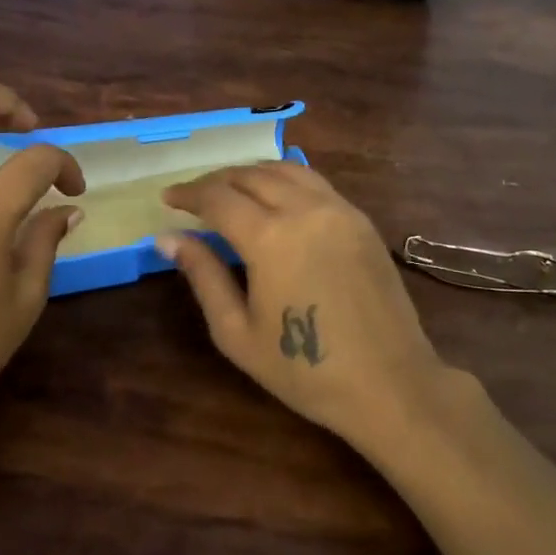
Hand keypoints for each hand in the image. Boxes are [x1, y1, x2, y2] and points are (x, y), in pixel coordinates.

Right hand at [156, 162, 448, 448]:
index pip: (218, 198)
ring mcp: (338, 210)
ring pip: (286, 170)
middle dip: (216, 180)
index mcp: (270, 237)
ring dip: (251, 173)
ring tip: (231, 190)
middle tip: (195, 197)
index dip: (188, 194)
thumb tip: (168, 238)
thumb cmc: (304, 369)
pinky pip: (315, 182)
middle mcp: (304, 209)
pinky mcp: (361, 219)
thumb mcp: (237, 332)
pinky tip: (276, 197)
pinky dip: (285, 179)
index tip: (167, 198)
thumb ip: (203, 276)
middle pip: (251, 176)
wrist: (388, 384)